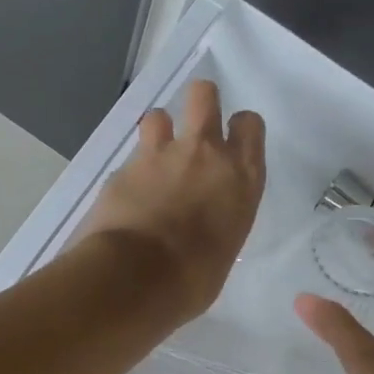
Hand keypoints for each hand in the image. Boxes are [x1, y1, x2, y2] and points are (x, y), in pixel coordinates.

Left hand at [75, 79, 264, 322]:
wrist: (136, 278)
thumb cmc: (194, 279)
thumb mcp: (224, 248)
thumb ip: (219, 220)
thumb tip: (205, 225)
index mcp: (241, 177)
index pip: (249, 124)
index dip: (240, 128)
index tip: (232, 142)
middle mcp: (204, 153)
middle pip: (204, 94)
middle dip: (199, 102)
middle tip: (194, 127)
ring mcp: (160, 155)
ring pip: (159, 115)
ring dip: (159, 133)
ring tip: (155, 161)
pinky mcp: (124, 168)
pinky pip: (131, 158)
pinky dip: (131, 173)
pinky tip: (128, 197)